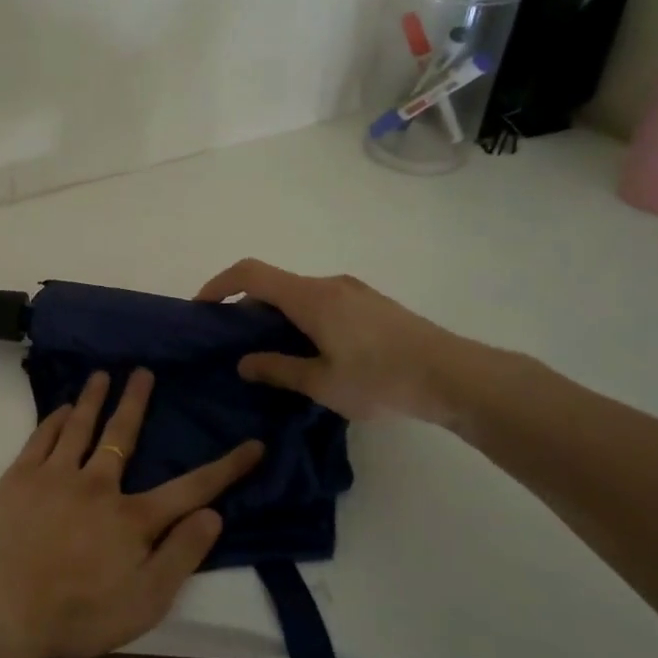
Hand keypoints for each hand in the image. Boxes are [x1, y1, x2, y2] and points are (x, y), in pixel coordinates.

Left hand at [0, 368, 261, 657]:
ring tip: (102, 374)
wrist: (0, 608)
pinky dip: (56, 419)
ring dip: (94, 398)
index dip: (226, 468)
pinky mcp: (20, 477)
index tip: (253, 445)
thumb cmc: (76, 614)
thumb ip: (181, 556)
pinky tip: (62, 408)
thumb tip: (213, 514)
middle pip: (123, 436)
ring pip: (81, 426)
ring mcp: (56, 476)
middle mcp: (97, 485)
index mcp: (131, 518)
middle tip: (143, 371)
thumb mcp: (144, 602)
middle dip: (137, 402)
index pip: (190, 488)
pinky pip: (43, 437)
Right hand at [195, 258, 479, 423]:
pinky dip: (303, 318)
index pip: (251, 274)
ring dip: (278, 316)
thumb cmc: (381, 379)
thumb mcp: (322, 383)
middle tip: (237, 345)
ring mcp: (354, 292)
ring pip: (300, 295)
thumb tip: (243, 362)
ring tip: (275, 355)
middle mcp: (329, 284)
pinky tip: (314, 353)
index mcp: (310, 297)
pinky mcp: (372, 304)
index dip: (220, 284)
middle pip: (275, 284)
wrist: (455, 376)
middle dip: (248, 309)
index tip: (202, 308)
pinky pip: (323, 302)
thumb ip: (278, 369)